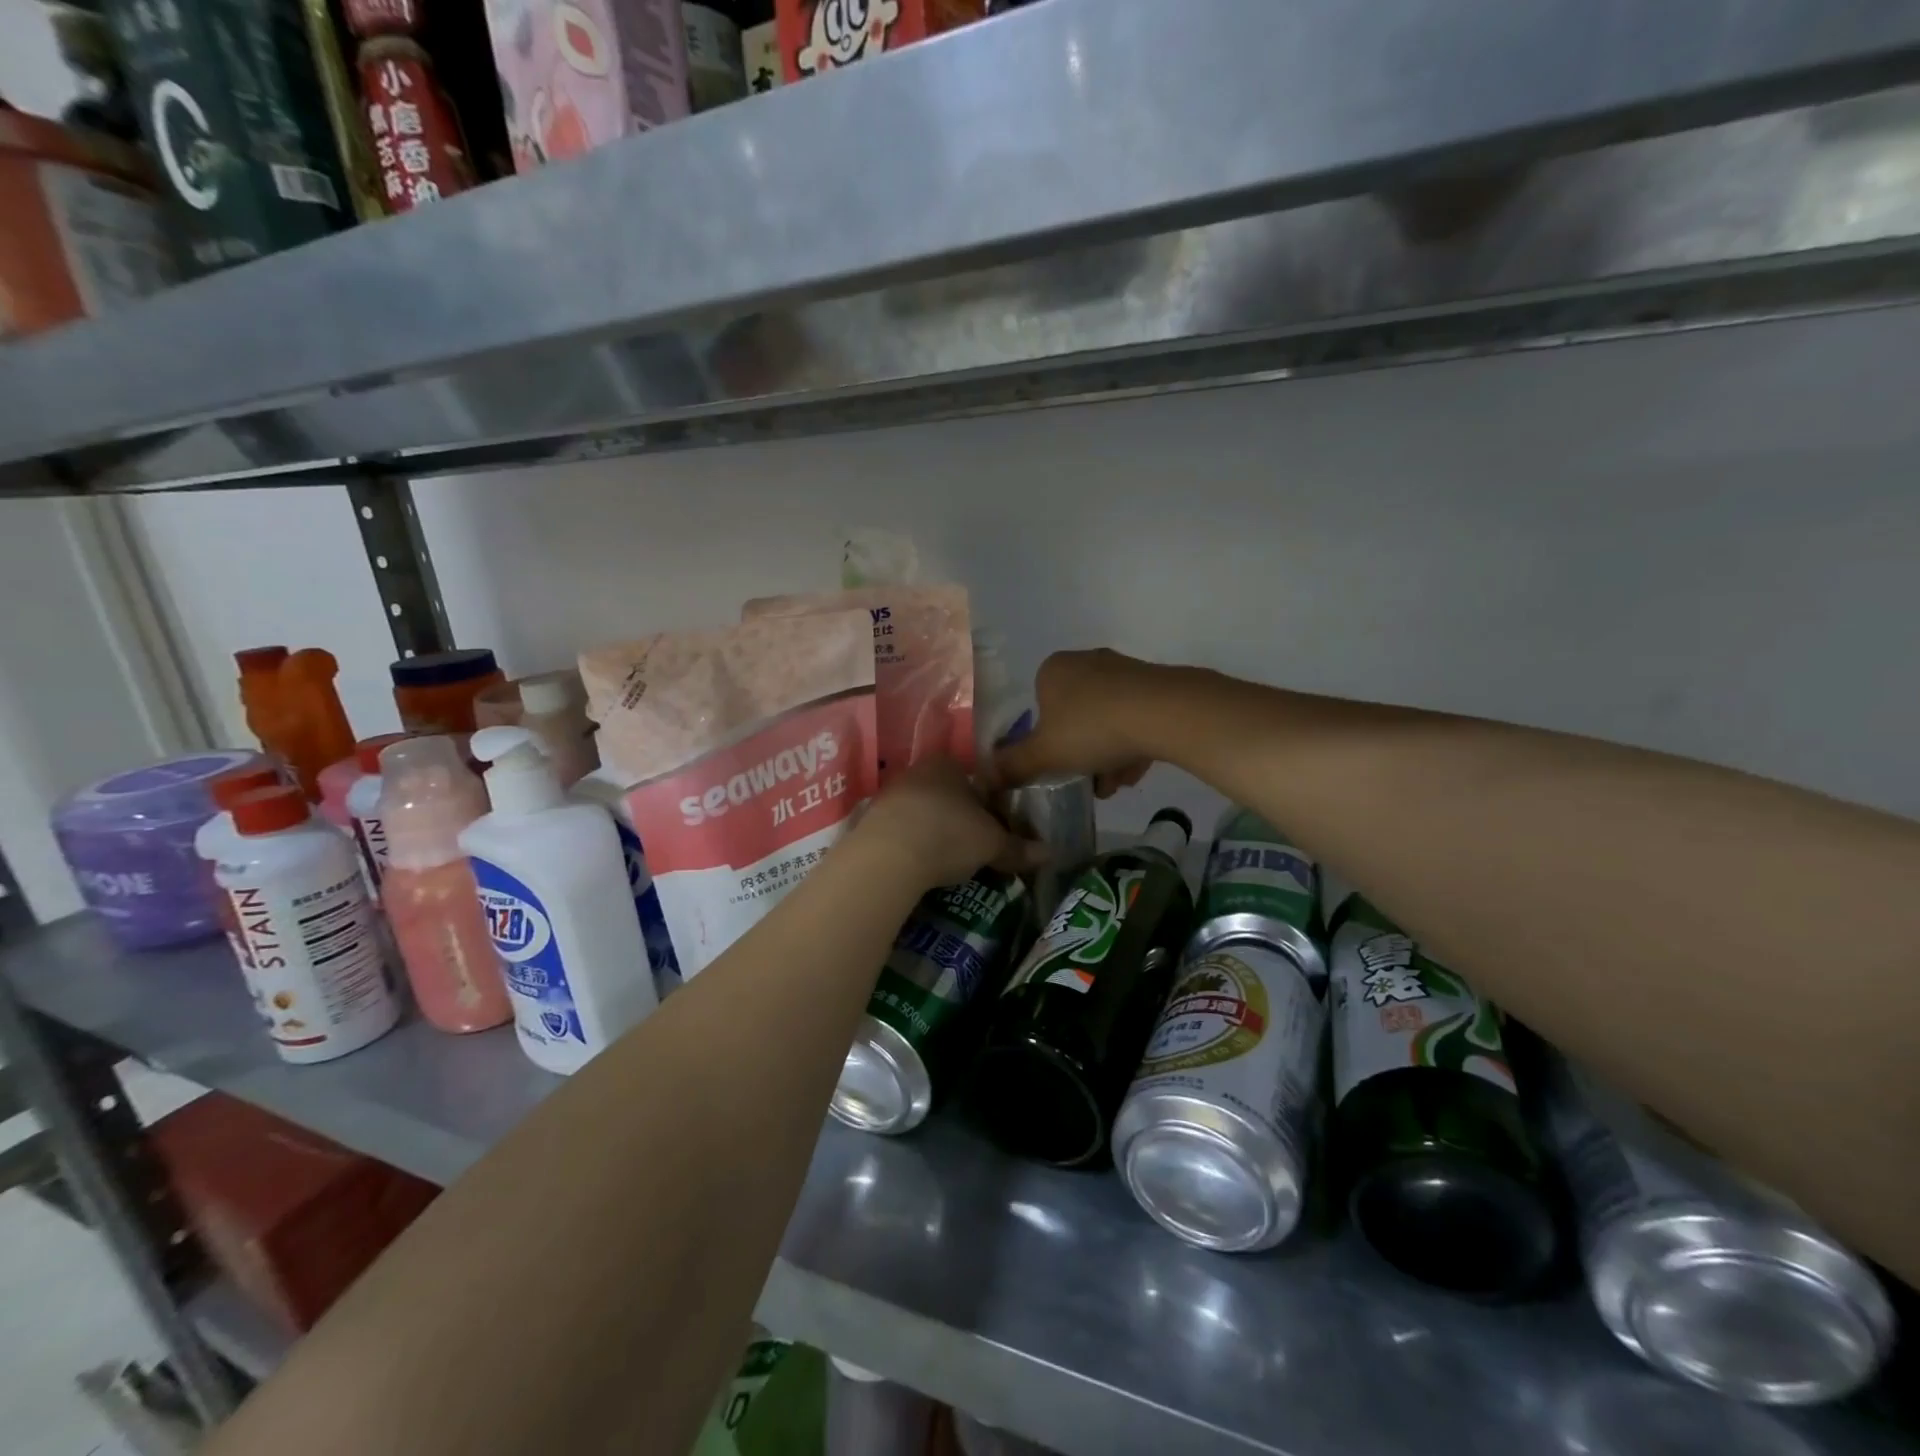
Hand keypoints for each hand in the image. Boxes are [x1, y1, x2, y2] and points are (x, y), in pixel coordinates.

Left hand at [861, 756, 1044, 888]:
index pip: (974, 778)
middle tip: (973, 847)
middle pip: (946, 794)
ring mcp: (889, 794)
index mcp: (948, 764)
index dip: (987, 803)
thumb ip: (1018, 847)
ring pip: (921, 811)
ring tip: (946, 861)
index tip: (994, 828)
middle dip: (959, 818)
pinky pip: (899, 830)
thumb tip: (1049, 853)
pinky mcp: (869, 820)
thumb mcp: (992, 844)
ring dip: (933, 831)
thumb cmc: (948, 835)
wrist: (887, 857)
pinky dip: (911, 844)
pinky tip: (918, 864)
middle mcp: (917, 771)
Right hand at [992, 649, 1163, 796]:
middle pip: (1074, 716)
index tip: (1056, 766)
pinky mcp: (1156, 685)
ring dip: (1106, 756)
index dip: (1044, 741)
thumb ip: (1014, 765)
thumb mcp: (1044, 754)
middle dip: (1078, 752)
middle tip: (1085, 781)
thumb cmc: (1092, 728)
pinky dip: (1131, 746)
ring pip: (1106, 721)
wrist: (1165, 713)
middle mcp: (1086, 661)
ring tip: (1113, 786)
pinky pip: (1135, 719)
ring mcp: (1124, 670)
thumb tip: (985, 776)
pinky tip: (1135, 773)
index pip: (1038, 706)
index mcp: (1053, 669)